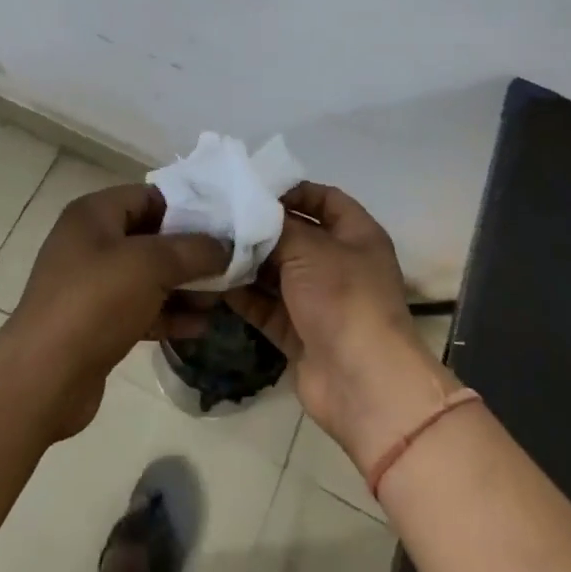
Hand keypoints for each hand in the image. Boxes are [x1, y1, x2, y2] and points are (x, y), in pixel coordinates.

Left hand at [2, 183, 227, 439]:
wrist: (44, 377)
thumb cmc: (96, 302)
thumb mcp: (151, 265)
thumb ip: (193, 250)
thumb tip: (225, 246)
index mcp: (94, 214)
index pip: (148, 197)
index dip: (187, 208)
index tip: (224, 226)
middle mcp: (90, 243)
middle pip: (150, 238)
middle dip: (190, 253)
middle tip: (229, 266)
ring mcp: (91, 285)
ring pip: (147, 276)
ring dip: (183, 287)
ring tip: (221, 300)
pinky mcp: (96, 323)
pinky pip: (140, 309)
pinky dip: (167, 315)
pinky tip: (200, 327)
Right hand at [225, 183, 459, 477]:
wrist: (362, 383)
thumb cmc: (343, 298)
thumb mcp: (310, 249)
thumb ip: (277, 227)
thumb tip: (251, 214)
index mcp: (357, 236)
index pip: (325, 199)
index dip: (293, 190)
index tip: (253, 188)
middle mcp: (340, 264)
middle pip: (297, 236)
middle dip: (261, 228)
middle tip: (219, 215)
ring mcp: (320, 301)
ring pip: (278, 273)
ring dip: (248, 262)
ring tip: (209, 245)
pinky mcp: (300, 333)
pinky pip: (267, 306)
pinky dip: (244, 296)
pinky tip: (213, 281)